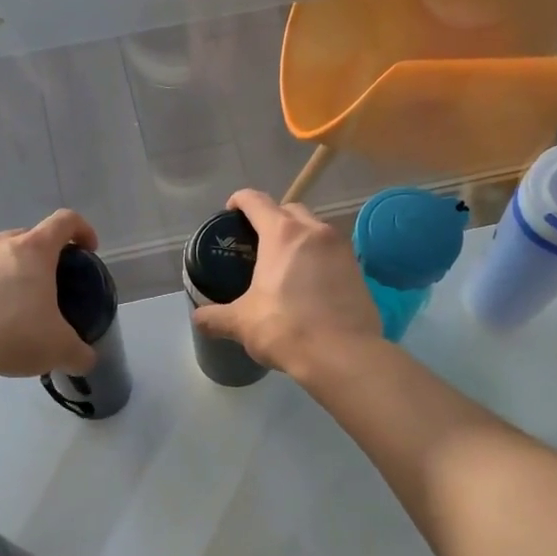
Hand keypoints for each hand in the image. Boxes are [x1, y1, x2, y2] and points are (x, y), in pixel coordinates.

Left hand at [0, 209, 100, 380]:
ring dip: (14, 273)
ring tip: (18, 307)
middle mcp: (1, 244)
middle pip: (30, 237)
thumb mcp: (60, 349)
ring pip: (0, 256)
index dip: (82, 230)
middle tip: (53, 285)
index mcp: (34, 249)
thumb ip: (80, 353)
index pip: (65, 221)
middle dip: (46, 256)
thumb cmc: (14, 334)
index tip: (89, 250)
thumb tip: (86, 359)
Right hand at [191, 190, 381, 379]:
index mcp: (282, 233)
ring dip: (299, 237)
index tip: (231, 211)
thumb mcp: (242, 323)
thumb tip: (197, 318)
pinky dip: (319, 258)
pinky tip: (309, 283)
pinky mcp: (359, 270)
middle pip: (290, 210)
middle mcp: (315, 231)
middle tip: (257, 241)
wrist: (343, 354)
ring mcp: (342, 248)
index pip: (256, 201)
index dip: (240, 201)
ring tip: (284, 262)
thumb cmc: (286, 328)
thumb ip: (216, 317)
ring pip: (316, 229)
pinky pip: (333, 252)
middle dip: (272, 218)